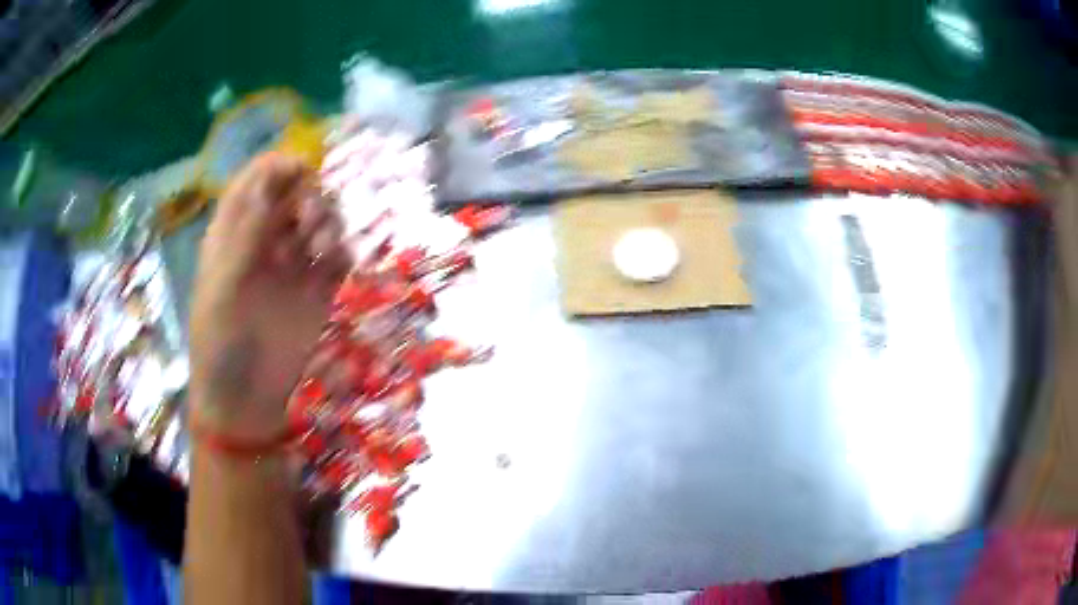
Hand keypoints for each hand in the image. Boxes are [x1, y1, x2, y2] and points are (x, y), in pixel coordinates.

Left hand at [190, 152, 348, 439]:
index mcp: (233, 234)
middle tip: (310, 222)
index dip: (277, 168)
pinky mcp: (317, 290)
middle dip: (309, 196)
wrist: (245, 401)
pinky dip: (342, 251)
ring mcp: (292, 264)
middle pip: (294, 193)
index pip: (255, 181)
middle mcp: (265, 240)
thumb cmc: (220, 345)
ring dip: (328, 222)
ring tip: (322, 250)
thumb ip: (243, 237)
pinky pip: (337, 255)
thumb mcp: (222, 289)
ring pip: (320, 219)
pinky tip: (335, 267)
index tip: (300, 172)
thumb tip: (265, 184)